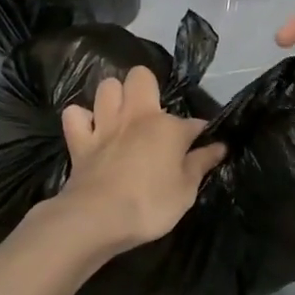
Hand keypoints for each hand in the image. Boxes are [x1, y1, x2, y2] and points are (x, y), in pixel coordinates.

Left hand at [46, 66, 226, 260]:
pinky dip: (81, 119)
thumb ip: (201, 164)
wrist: (97, 218)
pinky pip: (75, 114)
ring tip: (121, 115)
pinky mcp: (79, 141)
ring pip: (106, 87)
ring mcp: (104, 125)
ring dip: (114, 97)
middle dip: (147, 87)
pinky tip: (90, 129)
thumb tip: (220, 146)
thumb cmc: (150, 205)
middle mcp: (136, 116)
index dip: (200, 133)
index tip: (205, 146)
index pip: (194, 122)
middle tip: (153, 113)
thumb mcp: (186, 190)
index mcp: (167, 127)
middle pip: (140, 76)